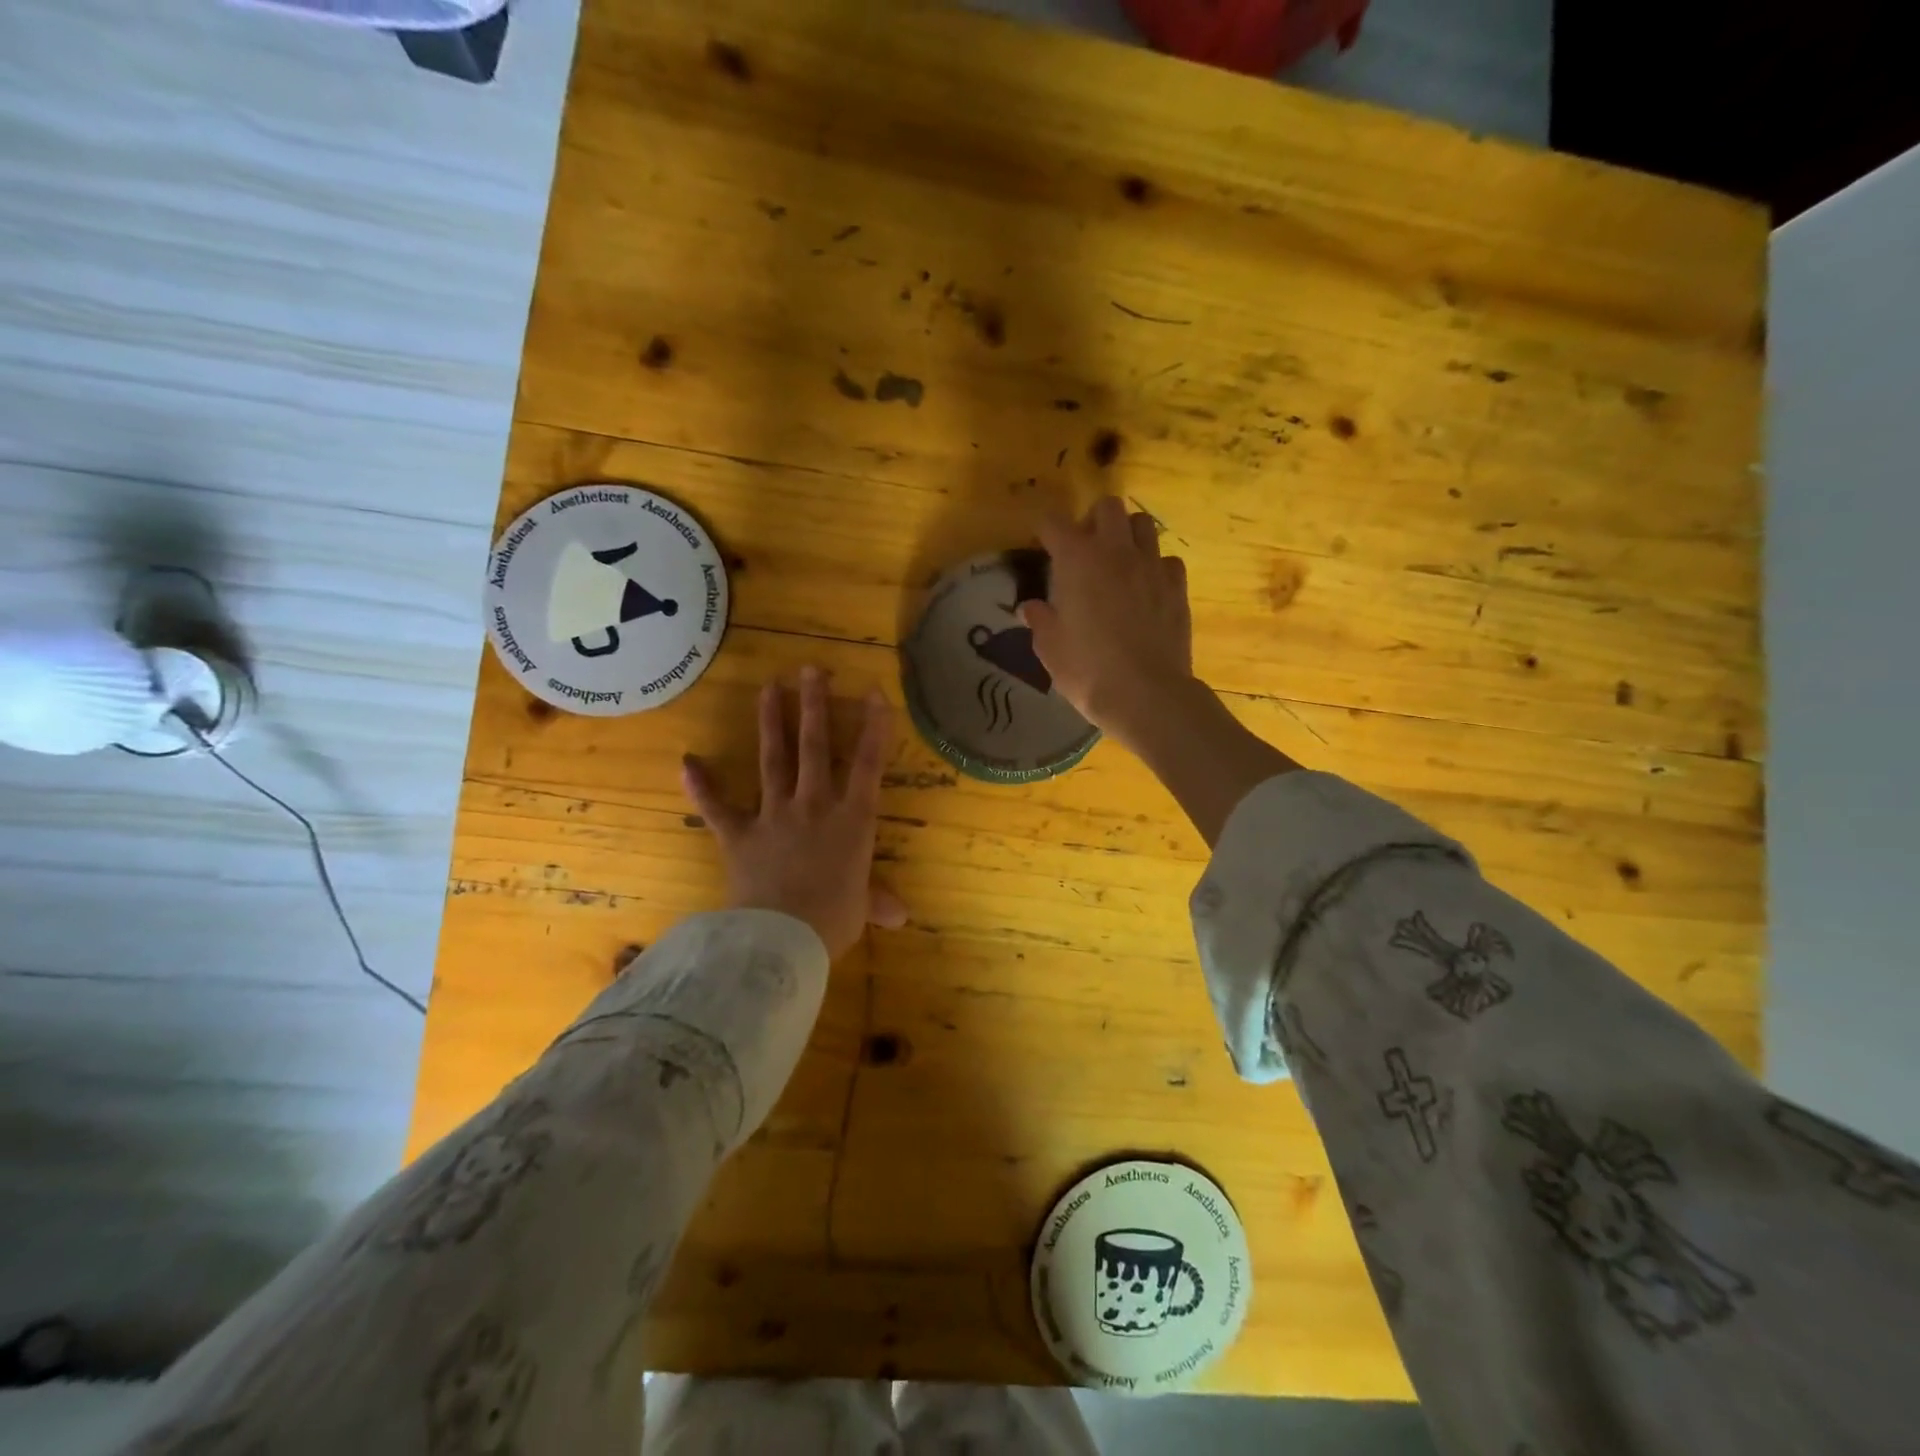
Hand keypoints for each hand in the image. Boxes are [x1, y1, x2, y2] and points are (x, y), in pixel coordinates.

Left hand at [681, 667, 907, 959]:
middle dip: (815, 706)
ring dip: (771, 722)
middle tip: (811, 670)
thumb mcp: (861, 909)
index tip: (874, 693)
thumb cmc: (833, 920)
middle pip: (815, 747)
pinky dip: (702, 786)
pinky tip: (687, 761)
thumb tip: (901, 915)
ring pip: (773, 760)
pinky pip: (717, 807)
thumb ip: (878, 901)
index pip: (867, 764)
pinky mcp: (739, 834)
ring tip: (769, 687)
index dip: (874, 728)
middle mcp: (814, 806)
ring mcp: (774, 816)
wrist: (782, 937)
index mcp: (852, 820)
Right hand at [1022, 496, 1195, 755]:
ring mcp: (1151, 566)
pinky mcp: (1177, 586)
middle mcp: (1116, 551)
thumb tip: (1031, 607)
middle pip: (1107, 507)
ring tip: (1118, 562)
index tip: (1042, 547)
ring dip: (1127, 535)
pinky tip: (1147, 589)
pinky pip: (1166, 560)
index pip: (1053, 522)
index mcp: (1077, 560)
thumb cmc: (1087, 670)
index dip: (1045, 531)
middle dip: (1092, 520)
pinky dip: (1155, 567)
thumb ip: (1040, 620)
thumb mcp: (1050, 648)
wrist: (1146, 694)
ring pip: (1143, 524)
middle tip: (1085, 549)